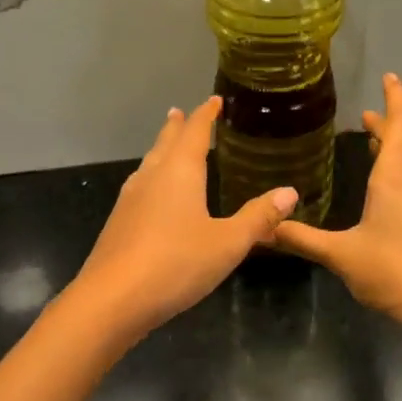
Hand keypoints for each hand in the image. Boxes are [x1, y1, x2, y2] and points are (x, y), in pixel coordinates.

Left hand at [69, 97, 298, 341]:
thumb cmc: (176, 264)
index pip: (194, 132)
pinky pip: (139, 189)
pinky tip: (152, 197)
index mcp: (179, 172)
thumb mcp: (228, 243)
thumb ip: (258, 218)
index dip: (206, 115)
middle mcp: (151, 178)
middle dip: (176, 127)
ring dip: (160, 152)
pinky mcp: (118, 224)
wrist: (112, 300)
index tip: (215, 101)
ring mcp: (129, 201)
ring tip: (166, 148)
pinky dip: (151, 180)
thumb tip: (289, 192)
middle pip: (165, 143)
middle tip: (179, 112)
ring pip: (148, 166)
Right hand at [272, 74, 401, 334]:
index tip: (389, 78)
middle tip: (366, 116)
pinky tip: (388, 190)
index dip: (395, 99)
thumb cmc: (392, 272)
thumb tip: (264, 228)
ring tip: (375, 144)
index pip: (400, 125)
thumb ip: (302, 239)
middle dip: (388, 125)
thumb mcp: (340, 255)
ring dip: (395, 149)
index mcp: (396, 178)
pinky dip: (401, 172)